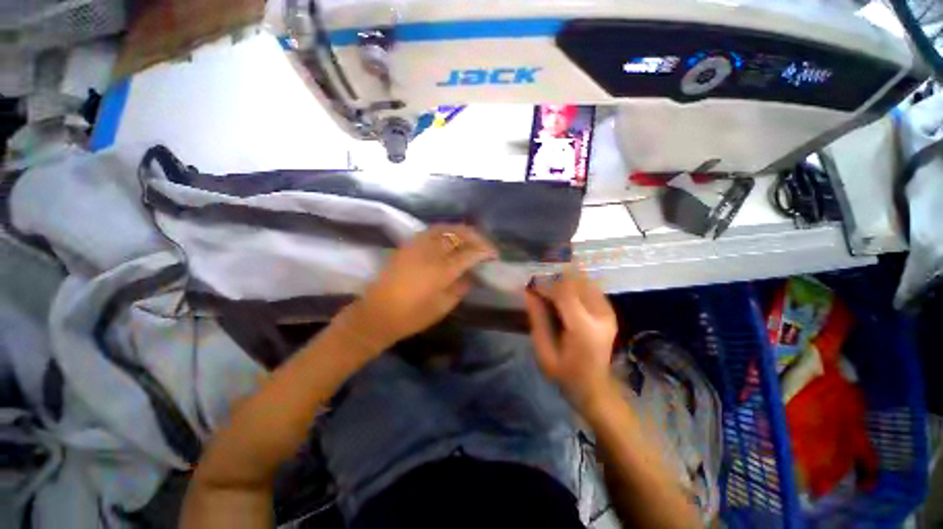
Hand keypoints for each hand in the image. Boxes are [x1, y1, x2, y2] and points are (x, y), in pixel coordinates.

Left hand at [346, 225, 496, 348]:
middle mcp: (430, 252)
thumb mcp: (443, 306)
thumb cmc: (412, 316)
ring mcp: (417, 245)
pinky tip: (450, 240)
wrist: (376, 314)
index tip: (495, 255)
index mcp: (441, 270)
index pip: (470, 253)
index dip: (485, 251)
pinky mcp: (407, 245)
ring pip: (444, 228)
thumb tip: (472, 275)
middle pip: (458, 234)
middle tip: (485, 245)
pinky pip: (431, 231)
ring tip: (470, 239)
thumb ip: (461, 287)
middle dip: (476, 236)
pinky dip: (445, 231)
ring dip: (461, 231)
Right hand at [524, 267, 617, 409]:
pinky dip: (575, 286)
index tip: (531, 285)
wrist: (594, 387)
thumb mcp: (543, 350)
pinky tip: (565, 294)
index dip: (545, 284)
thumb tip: (529, 292)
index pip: (564, 293)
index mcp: (583, 329)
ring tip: (550, 287)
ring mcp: (608, 312)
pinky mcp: (610, 311)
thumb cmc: (564, 373)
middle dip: (555, 279)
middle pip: (577, 282)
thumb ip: (537, 318)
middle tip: (539, 284)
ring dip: (566, 280)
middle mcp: (600, 316)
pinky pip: (591, 288)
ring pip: (585, 281)